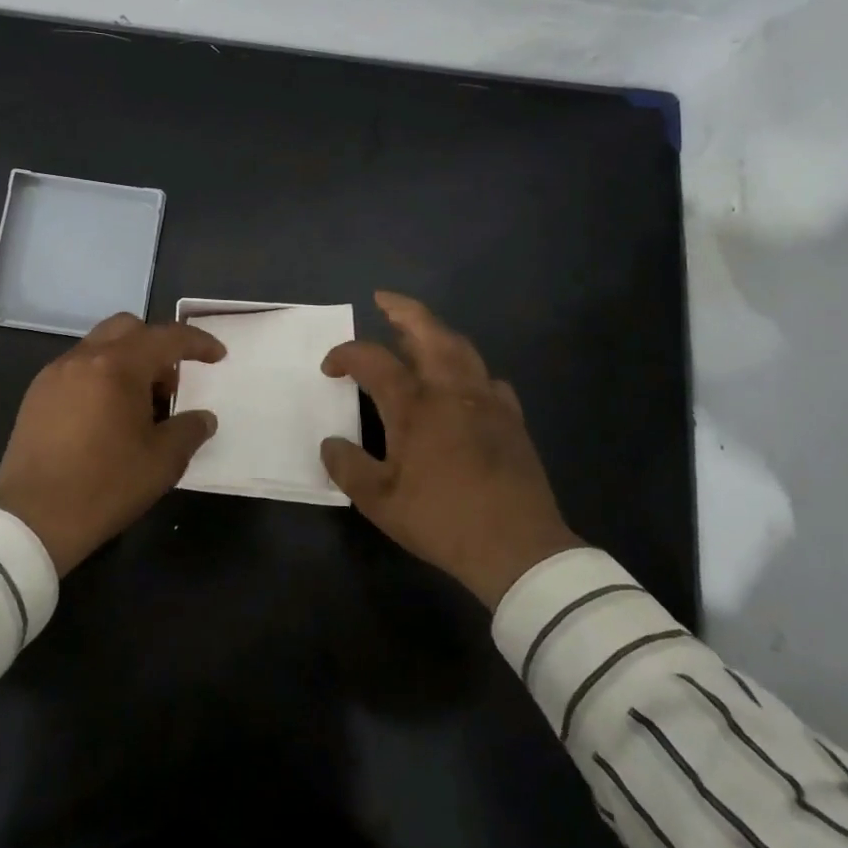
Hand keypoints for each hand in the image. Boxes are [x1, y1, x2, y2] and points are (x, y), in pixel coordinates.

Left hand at [0, 313, 225, 574]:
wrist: (31, 520)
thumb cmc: (105, 486)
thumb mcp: (162, 462)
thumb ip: (189, 430)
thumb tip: (203, 418)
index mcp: (118, 366)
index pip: (167, 338)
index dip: (197, 343)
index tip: (217, 356)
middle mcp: (84, 358)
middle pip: (129, 328)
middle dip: (156, 347)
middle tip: (169, 387)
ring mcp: (54, 374)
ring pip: (100, 345)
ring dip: (126, 362)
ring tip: (137, 407)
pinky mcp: (36, 394)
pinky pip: (77, 368)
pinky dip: (100, 377)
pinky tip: (104, 417)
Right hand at [322, 291, 580, 607]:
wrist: (517, 547)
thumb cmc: (441, 519)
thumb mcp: (379, 501)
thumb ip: (348, 467)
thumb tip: (329, 443)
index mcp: (414, 405)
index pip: (372, 360)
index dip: (345, 355)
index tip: (330, 367)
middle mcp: (450, 390)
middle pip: (428, 331)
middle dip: (402, 310)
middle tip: (383, 300)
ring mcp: (486, 400)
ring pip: (461, 348)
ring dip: (435, 332)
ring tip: (418, 332)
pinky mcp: (511, 418)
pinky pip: (487, 379)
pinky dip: (468, 370)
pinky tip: (462, 385)